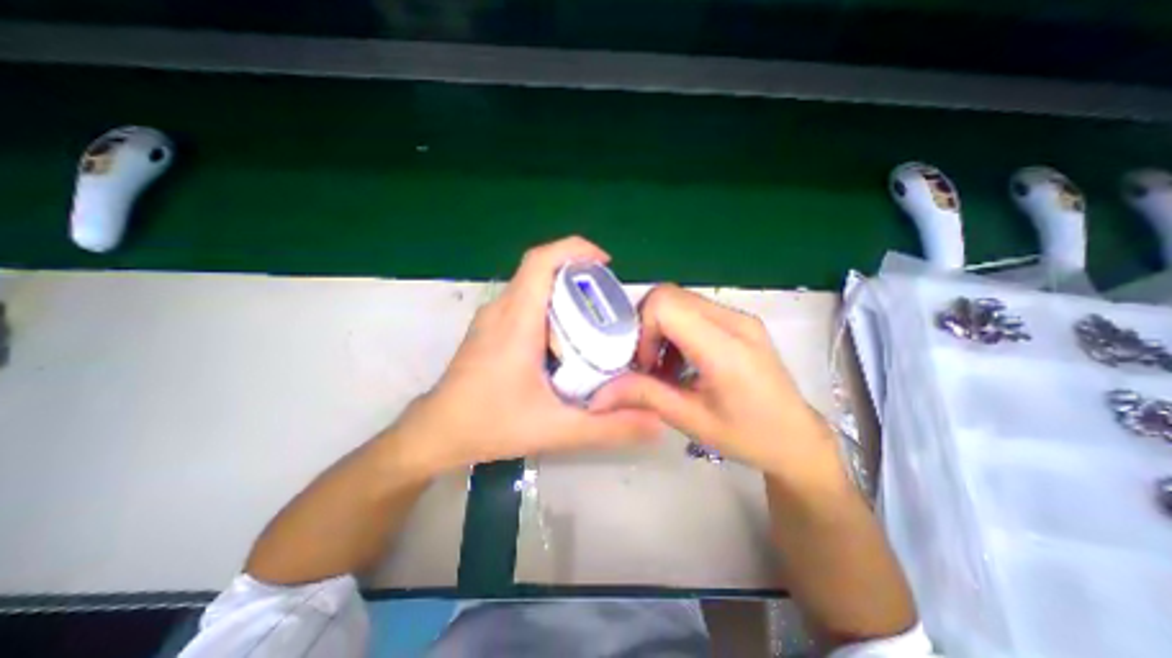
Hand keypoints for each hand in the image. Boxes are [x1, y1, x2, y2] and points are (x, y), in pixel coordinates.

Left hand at [385, 237, 658, 473]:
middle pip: (541, 270)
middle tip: (607, 301)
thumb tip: (656, 423)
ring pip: (533, 286)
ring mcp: (492, 317)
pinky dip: (549, 307)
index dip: (574, 249)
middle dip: (578, 275)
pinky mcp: (490, 328)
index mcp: (516, 321)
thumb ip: (608, 428)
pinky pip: (524, 302)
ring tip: (591, 320)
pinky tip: (563, 339)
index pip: (540, 261)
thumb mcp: (555, 429)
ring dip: (564, 292)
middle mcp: (502, 310)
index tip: (604, 263)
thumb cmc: (489, 425)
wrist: (436, 433)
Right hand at [596, 283, 841, 487]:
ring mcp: (739, 318)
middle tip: (647, 364)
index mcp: (726, 347)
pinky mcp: (739, 322)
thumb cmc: (749, 436)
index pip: (666, 304)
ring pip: (679, 301)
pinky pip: (694, 311)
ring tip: (664, 367)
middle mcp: (734, 321)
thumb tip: (599, 393)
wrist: (798, 439)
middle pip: (669, 296)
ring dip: (660, 328)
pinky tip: (681, 362)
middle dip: (647, 326)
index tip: (643, 363)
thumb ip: (644, 396)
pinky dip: (676, 330)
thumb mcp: (691, 421)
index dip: (643, 327)